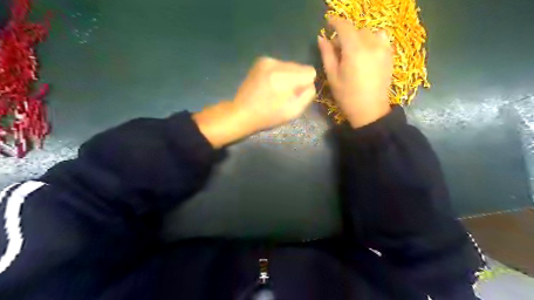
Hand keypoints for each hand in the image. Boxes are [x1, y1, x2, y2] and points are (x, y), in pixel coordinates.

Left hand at [193, 56, 313, 148]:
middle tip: (285, 94)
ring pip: (290, 65)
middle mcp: (276, 64)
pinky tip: (270, 84)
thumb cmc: (268, 116)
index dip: (306, 84)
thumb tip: (310, 83)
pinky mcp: (261, 60)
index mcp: (284, 78)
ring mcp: (267, 60)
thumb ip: (308, 95)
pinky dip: (279, 74)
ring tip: (276, 90)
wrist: (242, 112)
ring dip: (288, 77)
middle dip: (297, 80)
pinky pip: (280, 65)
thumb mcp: (293, 111)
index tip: (296, 94)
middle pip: (300, 67)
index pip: (310, 71)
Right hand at [318, 17, 392, 126]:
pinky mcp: (390, 55)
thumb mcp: (332, 76)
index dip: (335, 22)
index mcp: (354, 51)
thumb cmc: (347, 96)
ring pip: (369, 33)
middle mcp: (371, 45)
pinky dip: (371, 40)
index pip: (344, 27)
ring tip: (353, 52)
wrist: (370, 111)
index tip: (328, 23)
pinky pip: (380, 38)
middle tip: (337, 50)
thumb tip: (322, 38)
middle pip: (356, 30)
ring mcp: (383, 49)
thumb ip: (327, 54)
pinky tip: (366, 52)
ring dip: (358, 37)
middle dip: (345, 35)